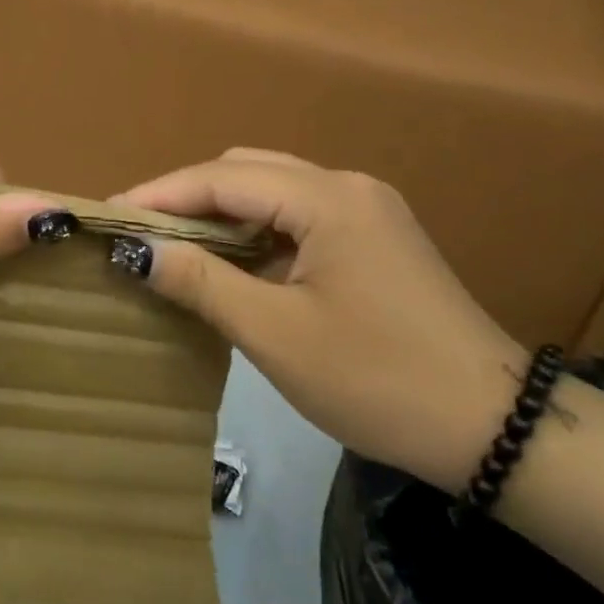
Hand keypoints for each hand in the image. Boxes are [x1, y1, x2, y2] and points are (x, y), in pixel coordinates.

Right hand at [115, 149, 526, 491]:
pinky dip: (255, 231)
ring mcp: (367, 210)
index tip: (108, 215)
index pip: (222, 178)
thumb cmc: (377, 380)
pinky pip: (297, 216)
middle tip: (139, 233)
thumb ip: (201, 281)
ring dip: (221, 213)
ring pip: (272, 191)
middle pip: (247, 172)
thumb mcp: (276, 334)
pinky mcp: (375, 237)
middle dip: (187, 196)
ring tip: (173, 246)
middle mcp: (347, 187)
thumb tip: (137, 250)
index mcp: (327, 199)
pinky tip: (231, 262)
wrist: (495, 431)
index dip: (160, 193)